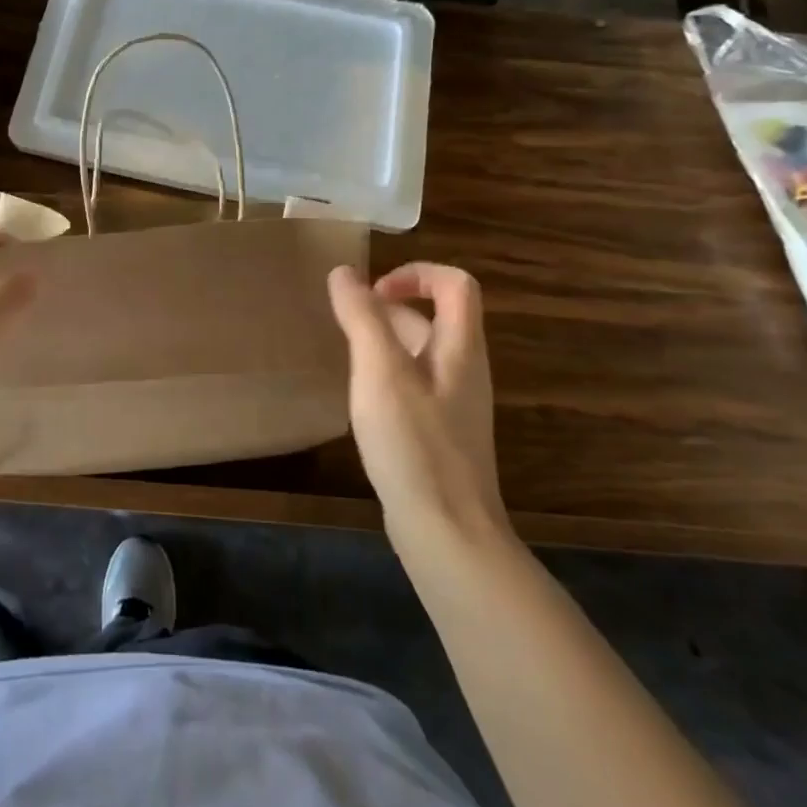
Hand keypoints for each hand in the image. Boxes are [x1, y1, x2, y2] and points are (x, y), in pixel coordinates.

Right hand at [327, 263, 510, 547]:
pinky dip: (385, 375)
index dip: (416, 273)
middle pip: (435, 317)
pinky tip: (358, 397)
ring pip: (419, 353)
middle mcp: (463, 370)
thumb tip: (343, 273)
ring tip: (344, 354)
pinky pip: (412, 386)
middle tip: (345, 320)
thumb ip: (362, 317)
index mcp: (460, 348)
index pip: (456, 285)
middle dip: (389, 308)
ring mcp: (453, 405)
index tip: (372, 291)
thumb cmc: (414, 443)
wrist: (447, 533)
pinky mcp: (438, 435)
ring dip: (383, 341)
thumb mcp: (380, 371)